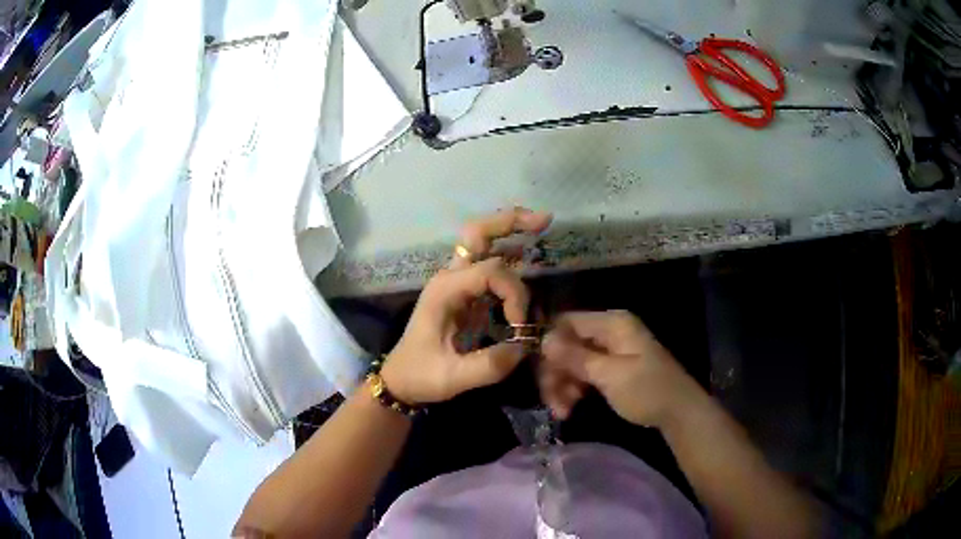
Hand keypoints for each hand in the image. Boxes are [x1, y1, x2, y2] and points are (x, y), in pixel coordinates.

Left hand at [382, 207, 551, 405]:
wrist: (400, 380)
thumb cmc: (422, 376)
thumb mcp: (453, 378)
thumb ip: (490, 365)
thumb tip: (525, 347)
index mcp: (445, 291)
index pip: (492, 272)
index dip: (515, 295)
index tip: (520, 327)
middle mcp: (450, 277)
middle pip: (478, 233)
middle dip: (511, 222)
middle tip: (545, 220)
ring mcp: (456, 282)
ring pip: (483, 242)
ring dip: (511, 232)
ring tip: (542, 226)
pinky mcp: (463, 292)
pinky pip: (487, 263)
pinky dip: (508, 254)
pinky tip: (526, 256)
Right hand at [539, 311, 705, 427]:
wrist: (679, 412)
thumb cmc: (647, 390)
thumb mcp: (609, 375)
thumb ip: (576, 357)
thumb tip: (543, 340)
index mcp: (612, 323)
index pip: (567, 322)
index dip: (549, 345)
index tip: (540, 373)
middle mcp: (609, 332)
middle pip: (568, 344)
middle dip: (556, 372)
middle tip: (550, 401)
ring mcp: (611, 350)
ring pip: (574, 362)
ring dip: (563, 385)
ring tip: (561, 411)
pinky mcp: (613, 368)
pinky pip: (585, 373)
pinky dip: (575, 389)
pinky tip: (569, 408)